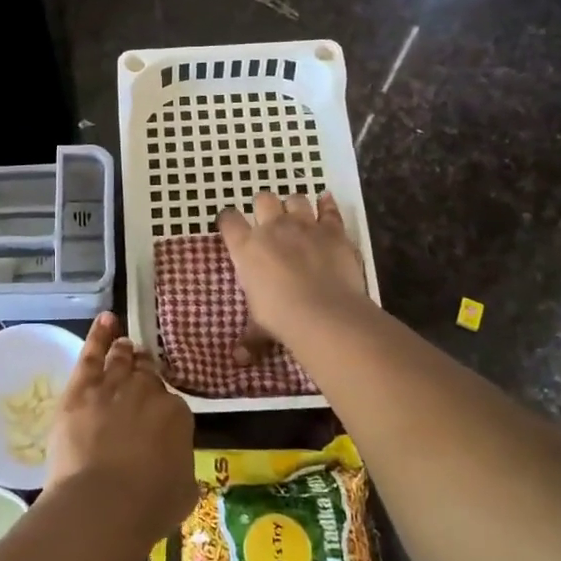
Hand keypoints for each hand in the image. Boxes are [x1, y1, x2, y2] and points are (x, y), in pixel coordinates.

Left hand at [45, 313, 196, 539]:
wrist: (103, 504)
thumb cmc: (148, 507)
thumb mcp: (184, 491)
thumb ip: (181, 467)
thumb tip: (175, 463)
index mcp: (176, 415)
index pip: (171, 404)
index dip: (163, 408)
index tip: (158, 415)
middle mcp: (147, 392)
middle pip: (146, 376)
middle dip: (145, 373)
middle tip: (142, 370)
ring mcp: (113, 386)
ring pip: (121, 360)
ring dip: (124, 351)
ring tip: (125, 344)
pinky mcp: (81, 389)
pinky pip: (92, 354)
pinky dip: (99, 335)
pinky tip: (106, 319)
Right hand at [217, 191, 370, 354]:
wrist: (323, 312)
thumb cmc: (280, 317)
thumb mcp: (259, 329)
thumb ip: (250, 339)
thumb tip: (238, 360)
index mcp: (245, 248)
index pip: (229, 221)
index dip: (228, 219)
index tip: (230, 224)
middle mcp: (272, 228)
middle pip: (263, 200)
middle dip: (264, 206)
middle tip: (268, 220)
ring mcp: (304, 225)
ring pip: (295, 199)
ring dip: (294, 204)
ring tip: (296, 215)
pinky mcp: (333, 231)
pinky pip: (329, 209)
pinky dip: (327, 204)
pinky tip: (326, 201)